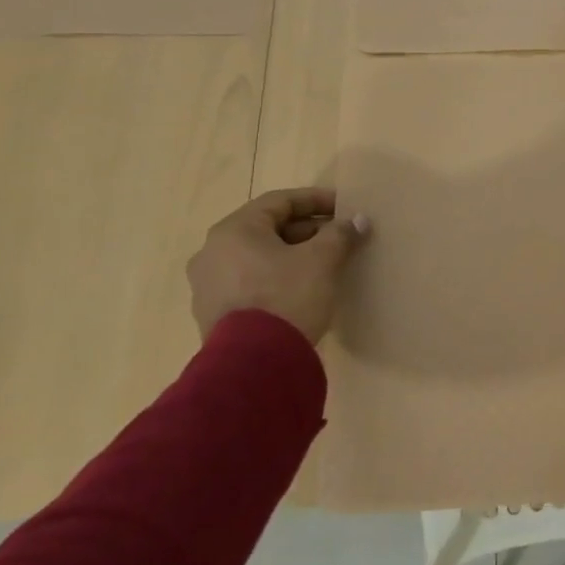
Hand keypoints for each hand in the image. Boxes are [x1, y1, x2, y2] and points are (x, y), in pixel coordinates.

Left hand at [186, 188, 370, 344]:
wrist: (254, 364)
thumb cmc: (287, 296)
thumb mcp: (322, 260)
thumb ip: (340, 234)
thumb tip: (356, 221)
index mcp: (234, 231)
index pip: (280, 202)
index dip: (316, 200)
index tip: (344, 207)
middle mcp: (212, 252)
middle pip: (267, 229)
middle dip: (307, 231)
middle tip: (339, 238)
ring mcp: (208, 285)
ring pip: (258, 258)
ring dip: (292, 256)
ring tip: (324, 265)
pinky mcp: (213, 314)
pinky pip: (250, 283)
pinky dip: (276, 279)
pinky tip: (302, 291)